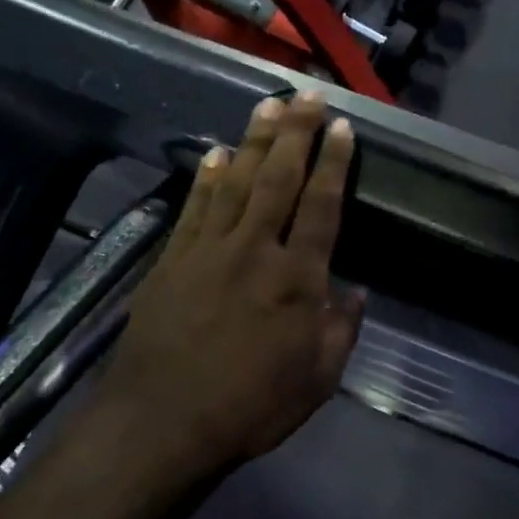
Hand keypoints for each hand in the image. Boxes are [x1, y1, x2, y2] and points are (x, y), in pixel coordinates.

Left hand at [92, 91, 364, 479]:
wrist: (162, 423)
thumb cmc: (251, 406)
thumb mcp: (318, 380)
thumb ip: (341, 330)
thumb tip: (355, 291)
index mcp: (297, 280)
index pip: (321, 207)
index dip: (334, 163)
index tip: (342, 128)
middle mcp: (255, 251)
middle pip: (278, 179)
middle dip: (296, 133)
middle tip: (307, 94)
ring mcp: (208, 251)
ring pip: (235, 182)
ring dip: (253, 141)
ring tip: (267, 105)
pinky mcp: (172, 261)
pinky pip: (194, 208)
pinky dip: (206, 177)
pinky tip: (216, 153)